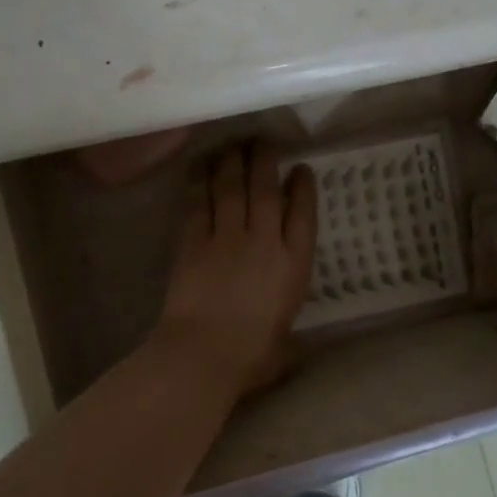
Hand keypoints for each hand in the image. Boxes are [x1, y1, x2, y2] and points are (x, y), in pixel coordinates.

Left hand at [153, 142, 317, 398]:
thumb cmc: (251, 357)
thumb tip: (294, 346)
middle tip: (264, 139)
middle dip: (266, 160)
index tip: (302, 169)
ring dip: (233, 162)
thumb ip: (289, 336)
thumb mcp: (285, 348)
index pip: (302, 215)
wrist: (203, 354)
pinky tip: (201, 167)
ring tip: (234, 143)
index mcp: (292, 265)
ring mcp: (226, 238)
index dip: (303, 188)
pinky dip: (200, 183)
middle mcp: (263, 241)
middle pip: (265, 190)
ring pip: (231, 188)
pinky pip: (199, 204)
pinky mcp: (194, 241)